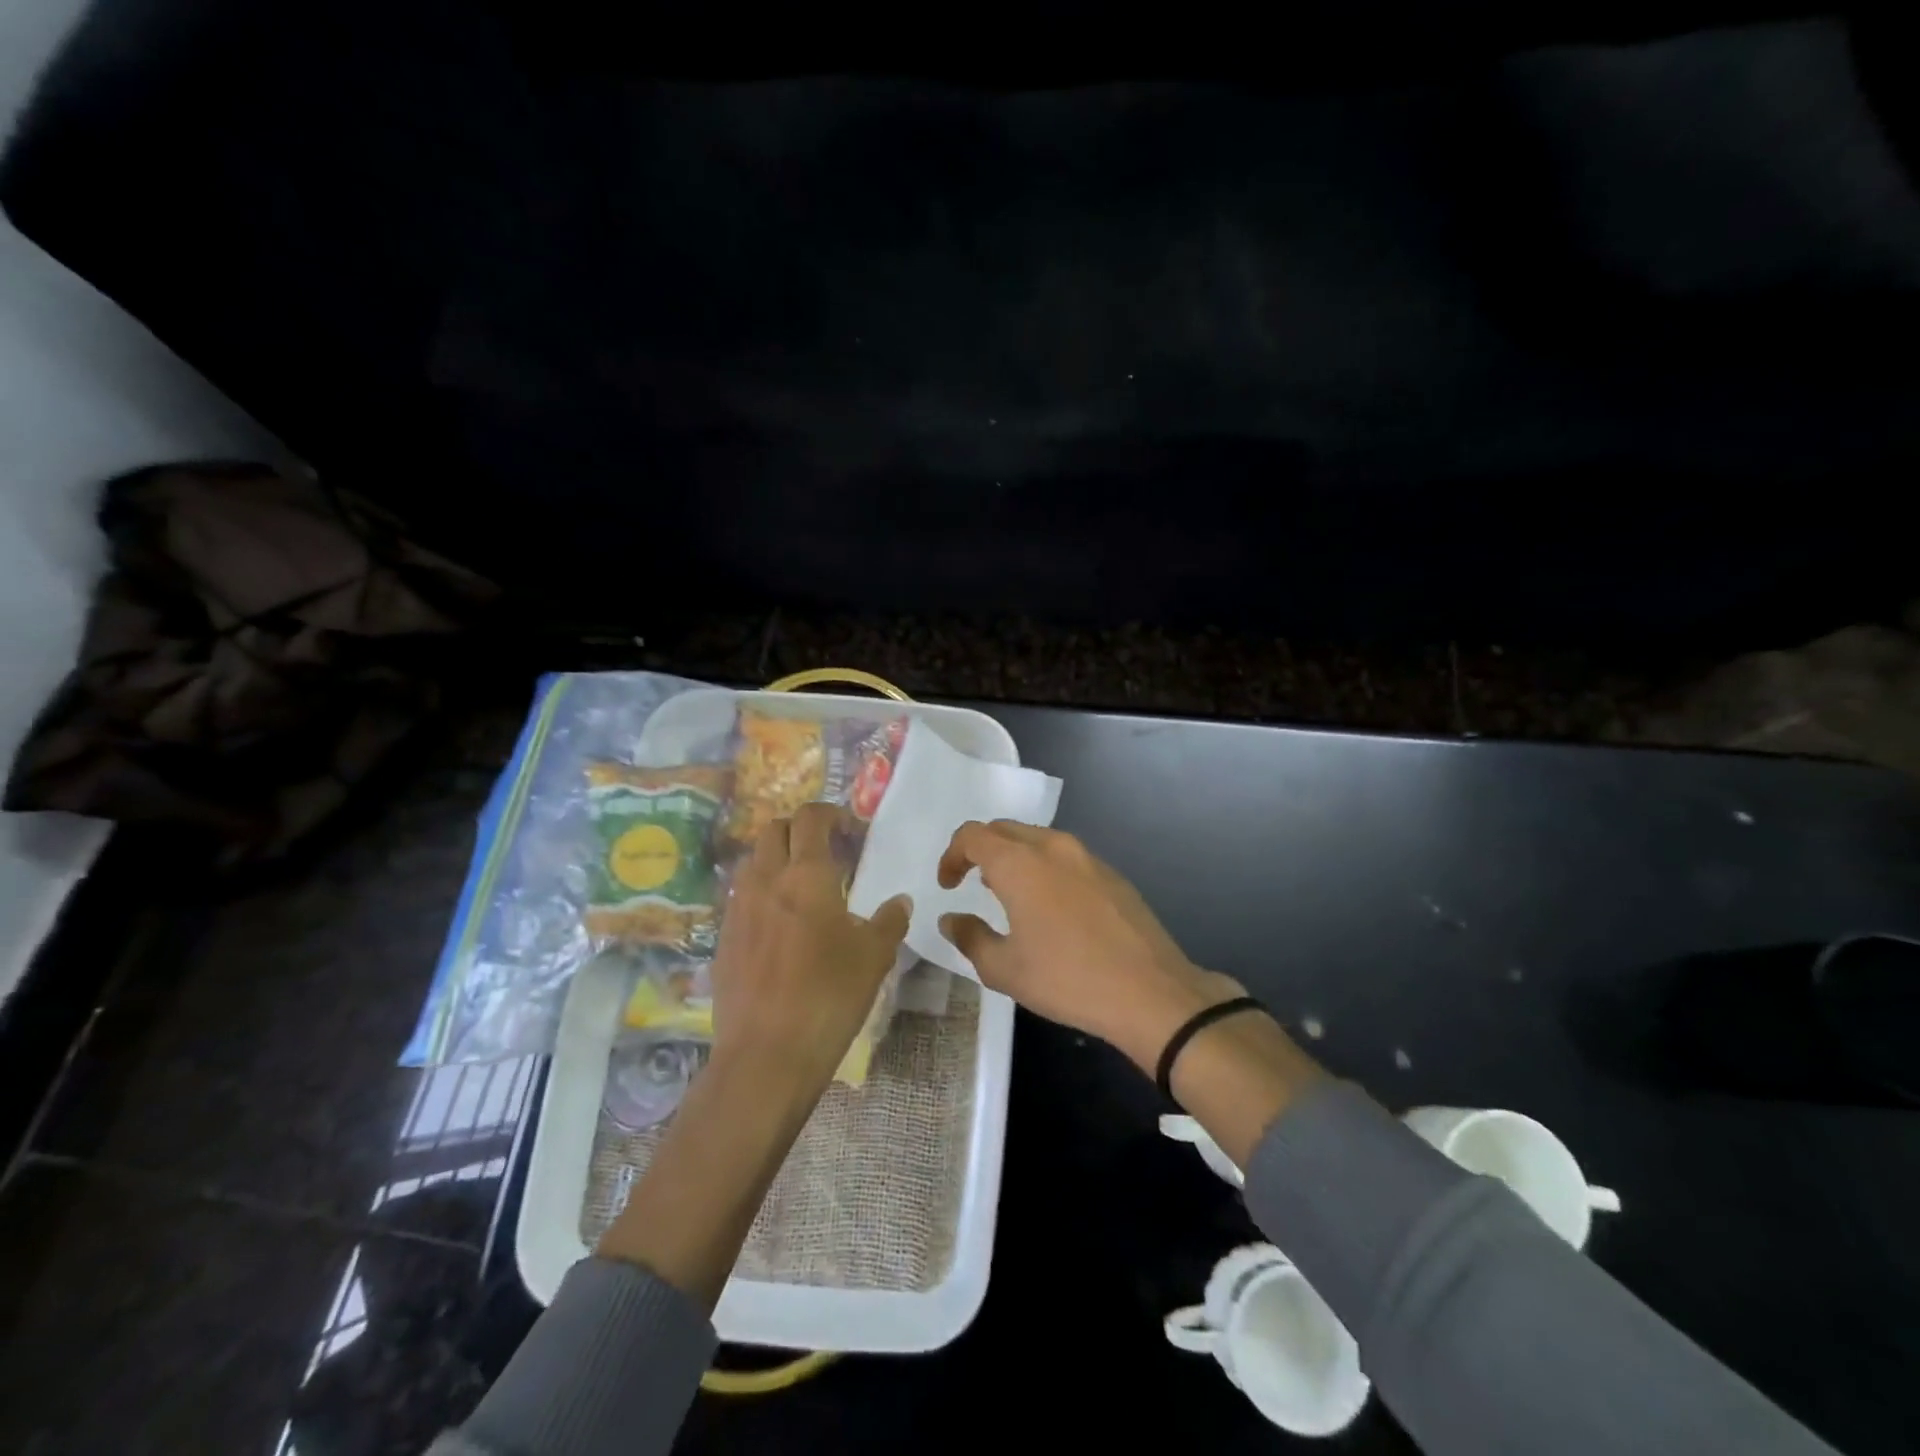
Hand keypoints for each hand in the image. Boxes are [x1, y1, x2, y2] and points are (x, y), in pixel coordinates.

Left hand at [708, 802, 910, 1098]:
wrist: (766, 1055)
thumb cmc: (829, 996)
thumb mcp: (874, 957)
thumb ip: (890, 921)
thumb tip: (900, 901)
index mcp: (806, 875)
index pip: (810, 818)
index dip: (830, 813)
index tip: (850, 828)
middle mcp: (766, 880)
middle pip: (773, 829)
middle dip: (799, 829)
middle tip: (827, 851)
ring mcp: (738, 909)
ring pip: (752, 861)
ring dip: (776, 859)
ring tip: (803, 886)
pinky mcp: (723, 938)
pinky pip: (741, 897)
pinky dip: (762, 893)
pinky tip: (781, 925)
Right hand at [937, 820, 1239, 1071]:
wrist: (1150, 992)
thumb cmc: (1067, 979)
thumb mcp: (1004, 969)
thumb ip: (969, 937)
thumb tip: (951, 919)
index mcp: (1020, 863)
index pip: (973, 835)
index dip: (952, 855)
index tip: (948, 885)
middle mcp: (1053, 847)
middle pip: (1005, 829)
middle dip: (981, 849)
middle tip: (971, 882)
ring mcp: (1087, 857)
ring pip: (1038, 839)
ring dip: (1014, 856)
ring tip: (1008, 893)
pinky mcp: (1112, 874)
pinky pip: (1065, 856)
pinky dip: (1044, 867)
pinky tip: (1050, 906)